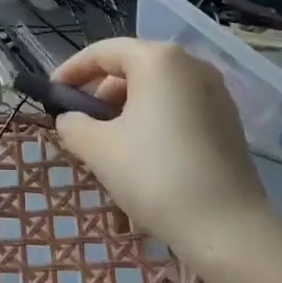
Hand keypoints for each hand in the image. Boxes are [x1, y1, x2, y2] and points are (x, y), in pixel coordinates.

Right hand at [50, 38, 277, 275]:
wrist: (229, 230)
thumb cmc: (156, 176)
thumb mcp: (100, 150)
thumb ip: (74, 126)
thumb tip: (70, 120)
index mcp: (158, 59)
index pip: (103, 52)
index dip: (71, 71)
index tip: (52, 95)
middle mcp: (190, 64)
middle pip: (132, 68)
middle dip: (100, 96)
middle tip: (81, 127)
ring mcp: (214, 92)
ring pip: (155, 92)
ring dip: (125, 113)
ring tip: (109, 150)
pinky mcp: (227, 121)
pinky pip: (177, 110)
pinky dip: (153, 124)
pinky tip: (142, 159)